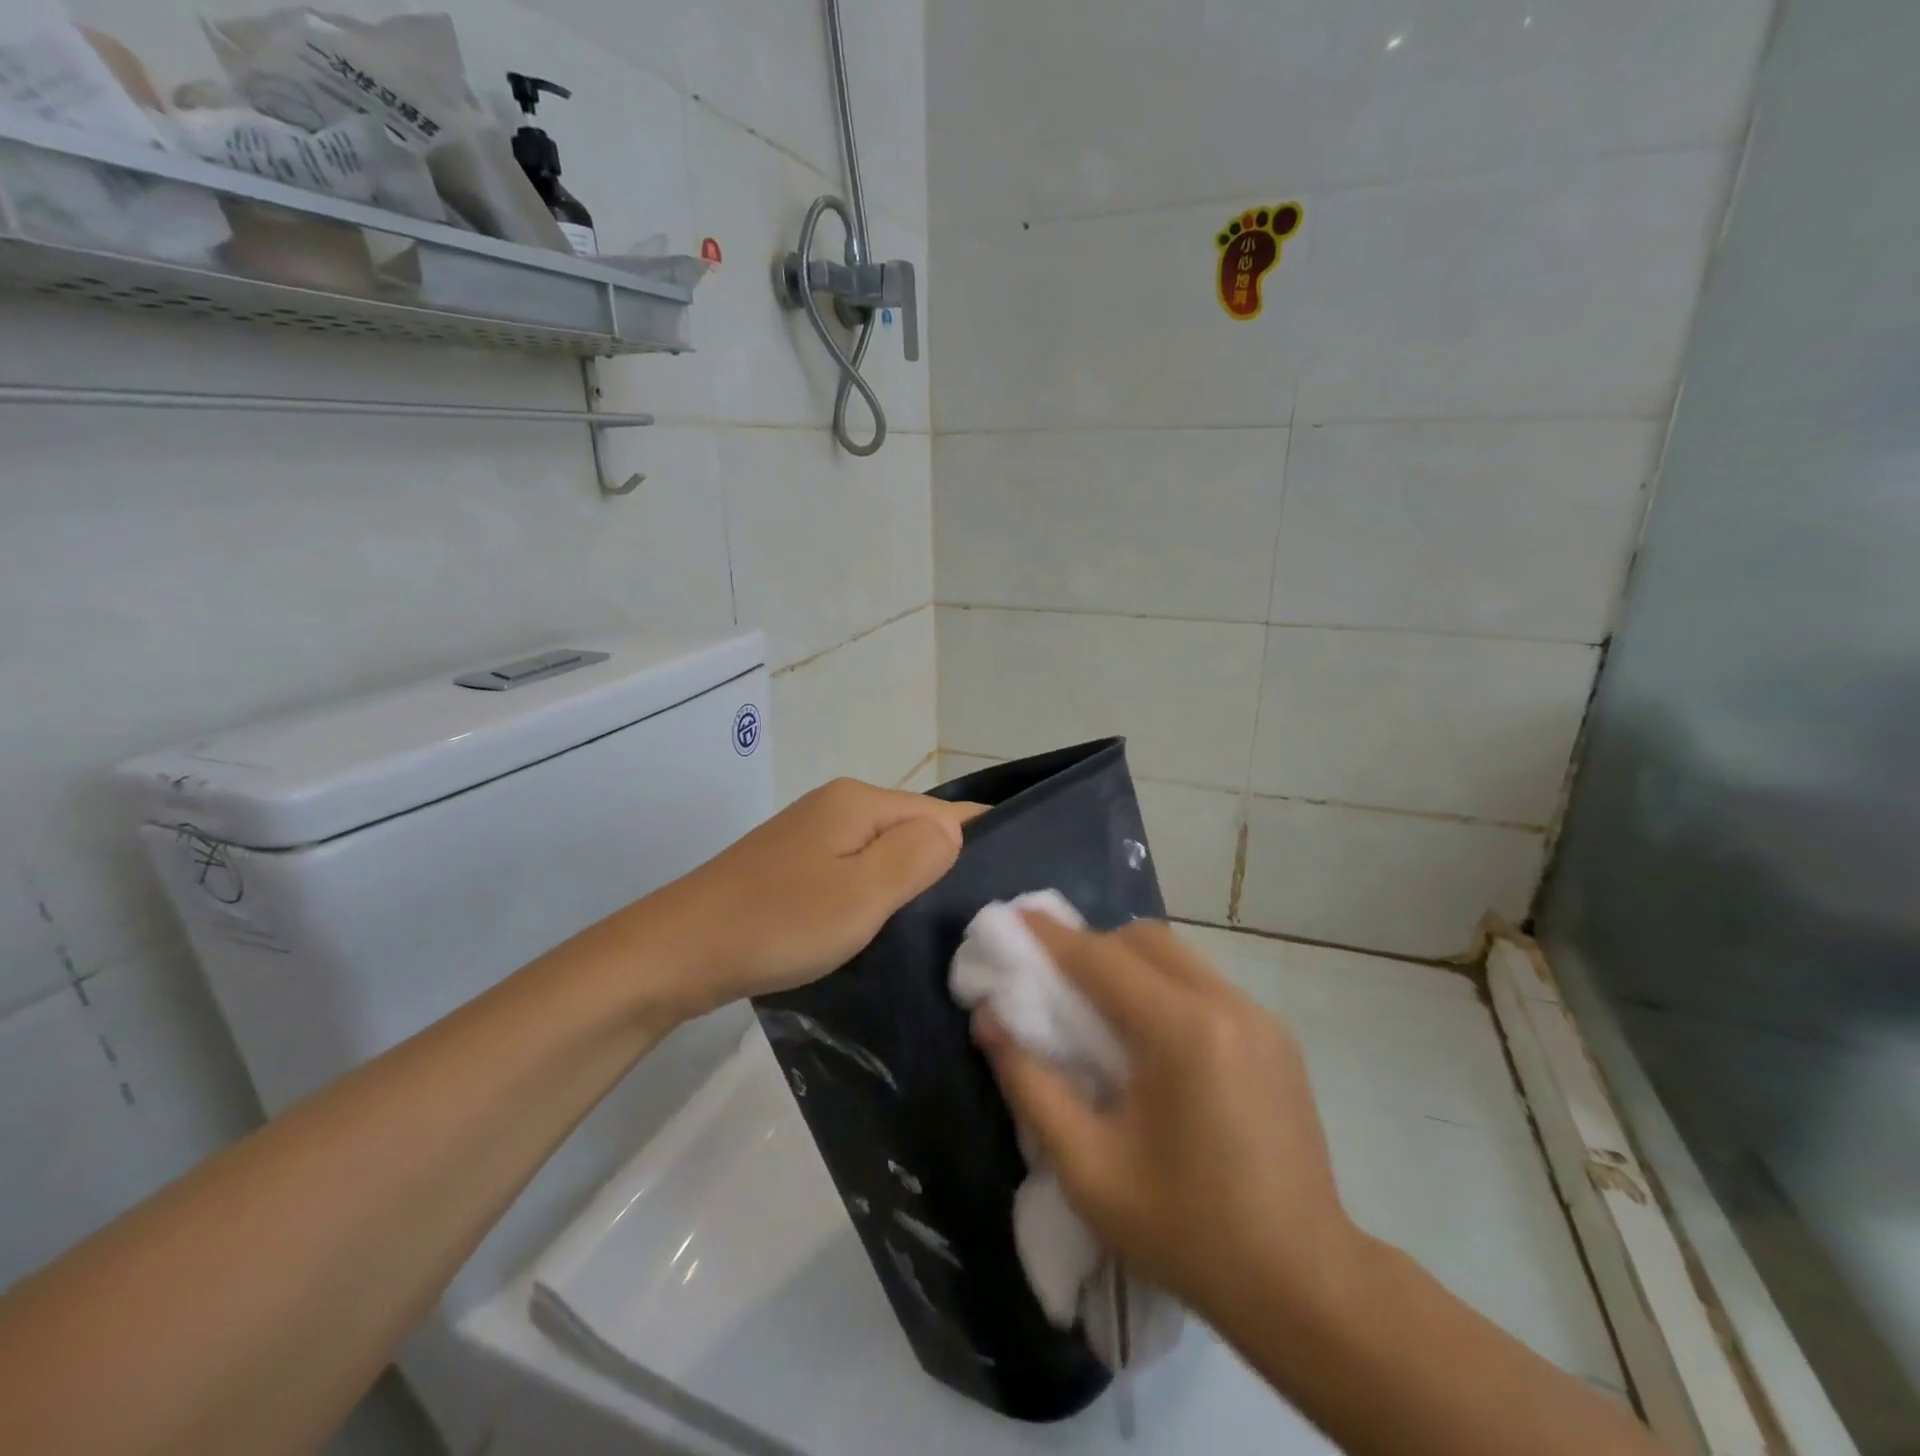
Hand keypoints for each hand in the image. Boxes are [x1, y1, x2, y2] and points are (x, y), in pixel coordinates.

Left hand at [638, 778, 980, 1017]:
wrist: (678, 951)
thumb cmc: (778, 922)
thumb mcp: (862, 894)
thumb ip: (918, 855)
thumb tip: (955, 830)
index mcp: (861, 801)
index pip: (943, 812)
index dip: (975, 845)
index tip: (1003, 891)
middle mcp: (840, 805)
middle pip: (914, 829)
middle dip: (942, 867)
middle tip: (970, 922)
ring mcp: (814, 833)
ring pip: (885, 852)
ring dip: (907, 884)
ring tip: (932, 929)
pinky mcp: (796, 863)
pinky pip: (856, 869)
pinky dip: (875, 893)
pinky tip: (881, 925)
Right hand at [972, 918, 1361, 1327]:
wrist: (1305, 1285)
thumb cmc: (1186, 1231)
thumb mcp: (1088, 1168)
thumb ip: (1030, 1084)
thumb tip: (988, 1020)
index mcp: (1183, 1032)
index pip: (1102, 959)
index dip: (1051, 937)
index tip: (1012, 920)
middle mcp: (1226, 1005)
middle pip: (1143, 940)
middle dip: (1092, 947)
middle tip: (1055, 980)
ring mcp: (1260, 1017)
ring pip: (1177, 956)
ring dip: (1129, 964)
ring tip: (1099, 1009)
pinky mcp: (1277, 1036)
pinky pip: (1204, 984)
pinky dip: (1164, 987)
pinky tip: (1152, 1039)